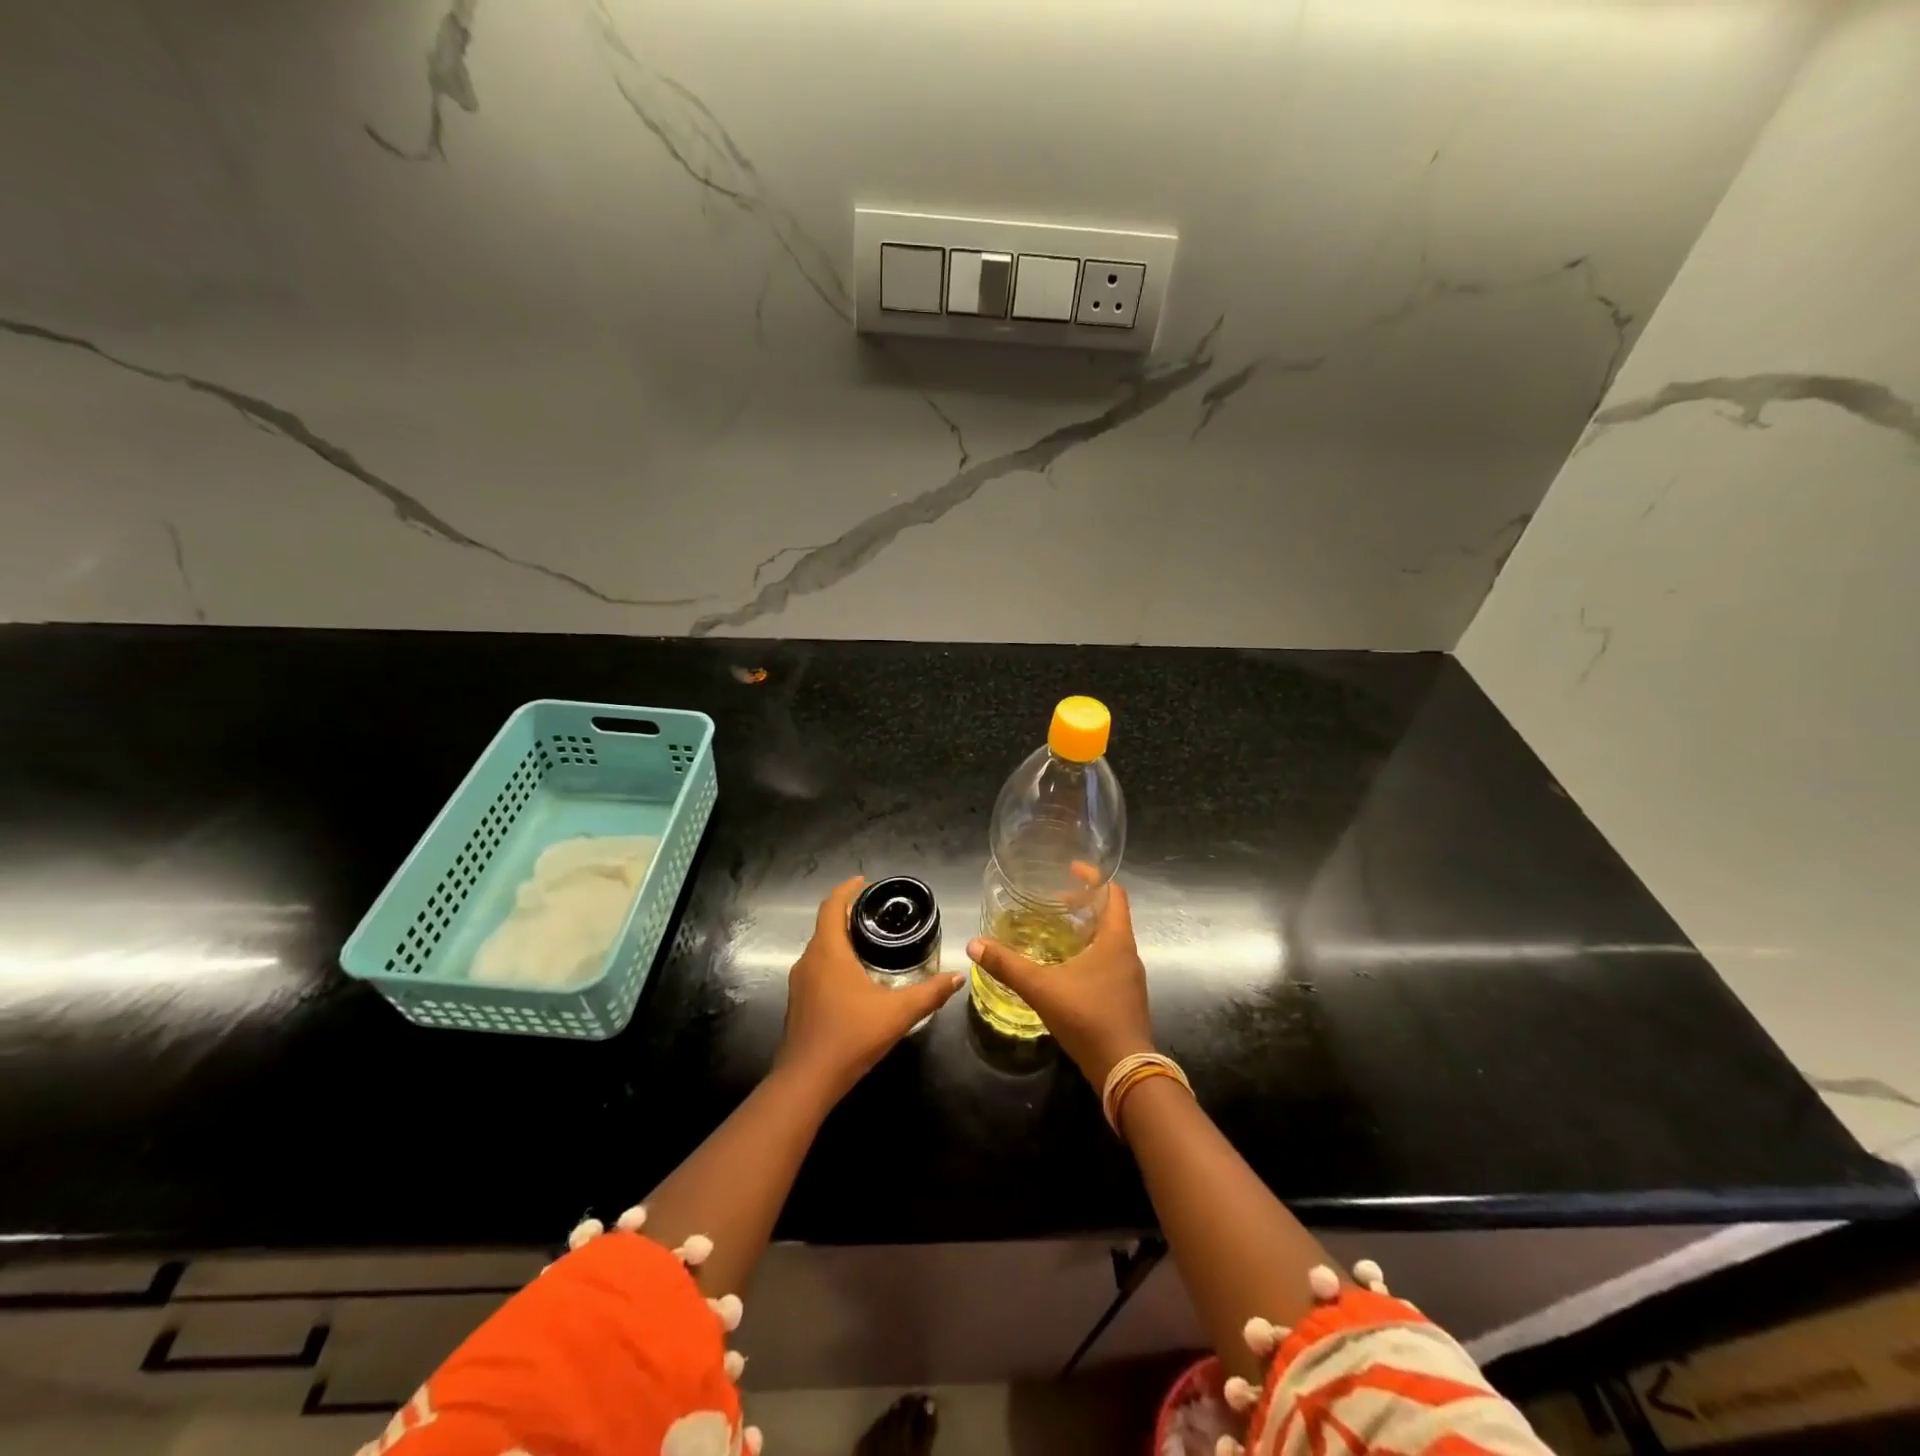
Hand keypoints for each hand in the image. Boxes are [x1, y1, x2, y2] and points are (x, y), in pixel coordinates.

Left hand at [776, 876, 963, 1101]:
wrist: (806, 1081)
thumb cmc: (851, 1036)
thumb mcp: (898, 1013)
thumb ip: (930, 993)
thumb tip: (958, 976)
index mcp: (828, 951)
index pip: (832, 906)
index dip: (847, 890)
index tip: (865, 881)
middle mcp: (809, 960)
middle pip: (826, 925)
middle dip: (849, 913)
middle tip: (878, 912)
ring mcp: (800, 983)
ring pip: (821, 948)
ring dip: (841, 938)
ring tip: (871, 941)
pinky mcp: (799, 1002)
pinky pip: (818, 968)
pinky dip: (835, 960)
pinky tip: (856, 977)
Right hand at [967, 882, 1153, 1086]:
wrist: (1124, 1069)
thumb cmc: (1087, 1017)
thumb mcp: (1041, 987)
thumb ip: (1007, 965)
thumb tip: (974, 944)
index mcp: (1116, 939)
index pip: (1114, 893)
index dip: (1094, 877)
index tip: (1072, 869)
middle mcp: (1128, 953)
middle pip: (1111, 915)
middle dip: (1084, 904)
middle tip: (1054, 901)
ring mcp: (1130, 977)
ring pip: (1111, 941)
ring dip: (1087, 930)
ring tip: (1057, 931)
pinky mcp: (1127, 997)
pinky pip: (1110, 963)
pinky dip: (1091, 954)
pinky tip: (1067, 969)